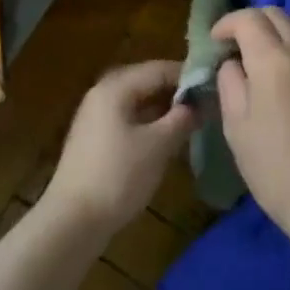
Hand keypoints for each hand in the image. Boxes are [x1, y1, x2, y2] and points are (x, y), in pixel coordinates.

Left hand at [43, 61, 197, 240]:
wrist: (73, 220)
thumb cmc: (119, 176)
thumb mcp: (158, 145)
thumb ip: (182, 119)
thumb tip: (200, 103)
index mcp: (115, 88)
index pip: (158, 69)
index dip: (188, 75)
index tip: (216, 85)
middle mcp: (102, 94)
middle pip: (146, 83)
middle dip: (176, 92)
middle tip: (207, 103)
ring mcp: (96, 118)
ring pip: (137, 103)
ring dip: (164, 109)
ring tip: (194, 120)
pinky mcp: (95, 140)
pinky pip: (128, 120)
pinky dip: (150, 124)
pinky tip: (169, 138)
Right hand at [213, 8, 289, 248]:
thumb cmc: (272, 166)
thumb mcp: (236, 125)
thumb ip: (230, 82)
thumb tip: (233, 62)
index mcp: (273, 60)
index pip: (248, 18)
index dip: (227, 23)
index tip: (216, 41)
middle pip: (277, 14)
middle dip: (252, 22)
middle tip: (238, 46)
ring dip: (284, 26)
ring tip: (272, 53)